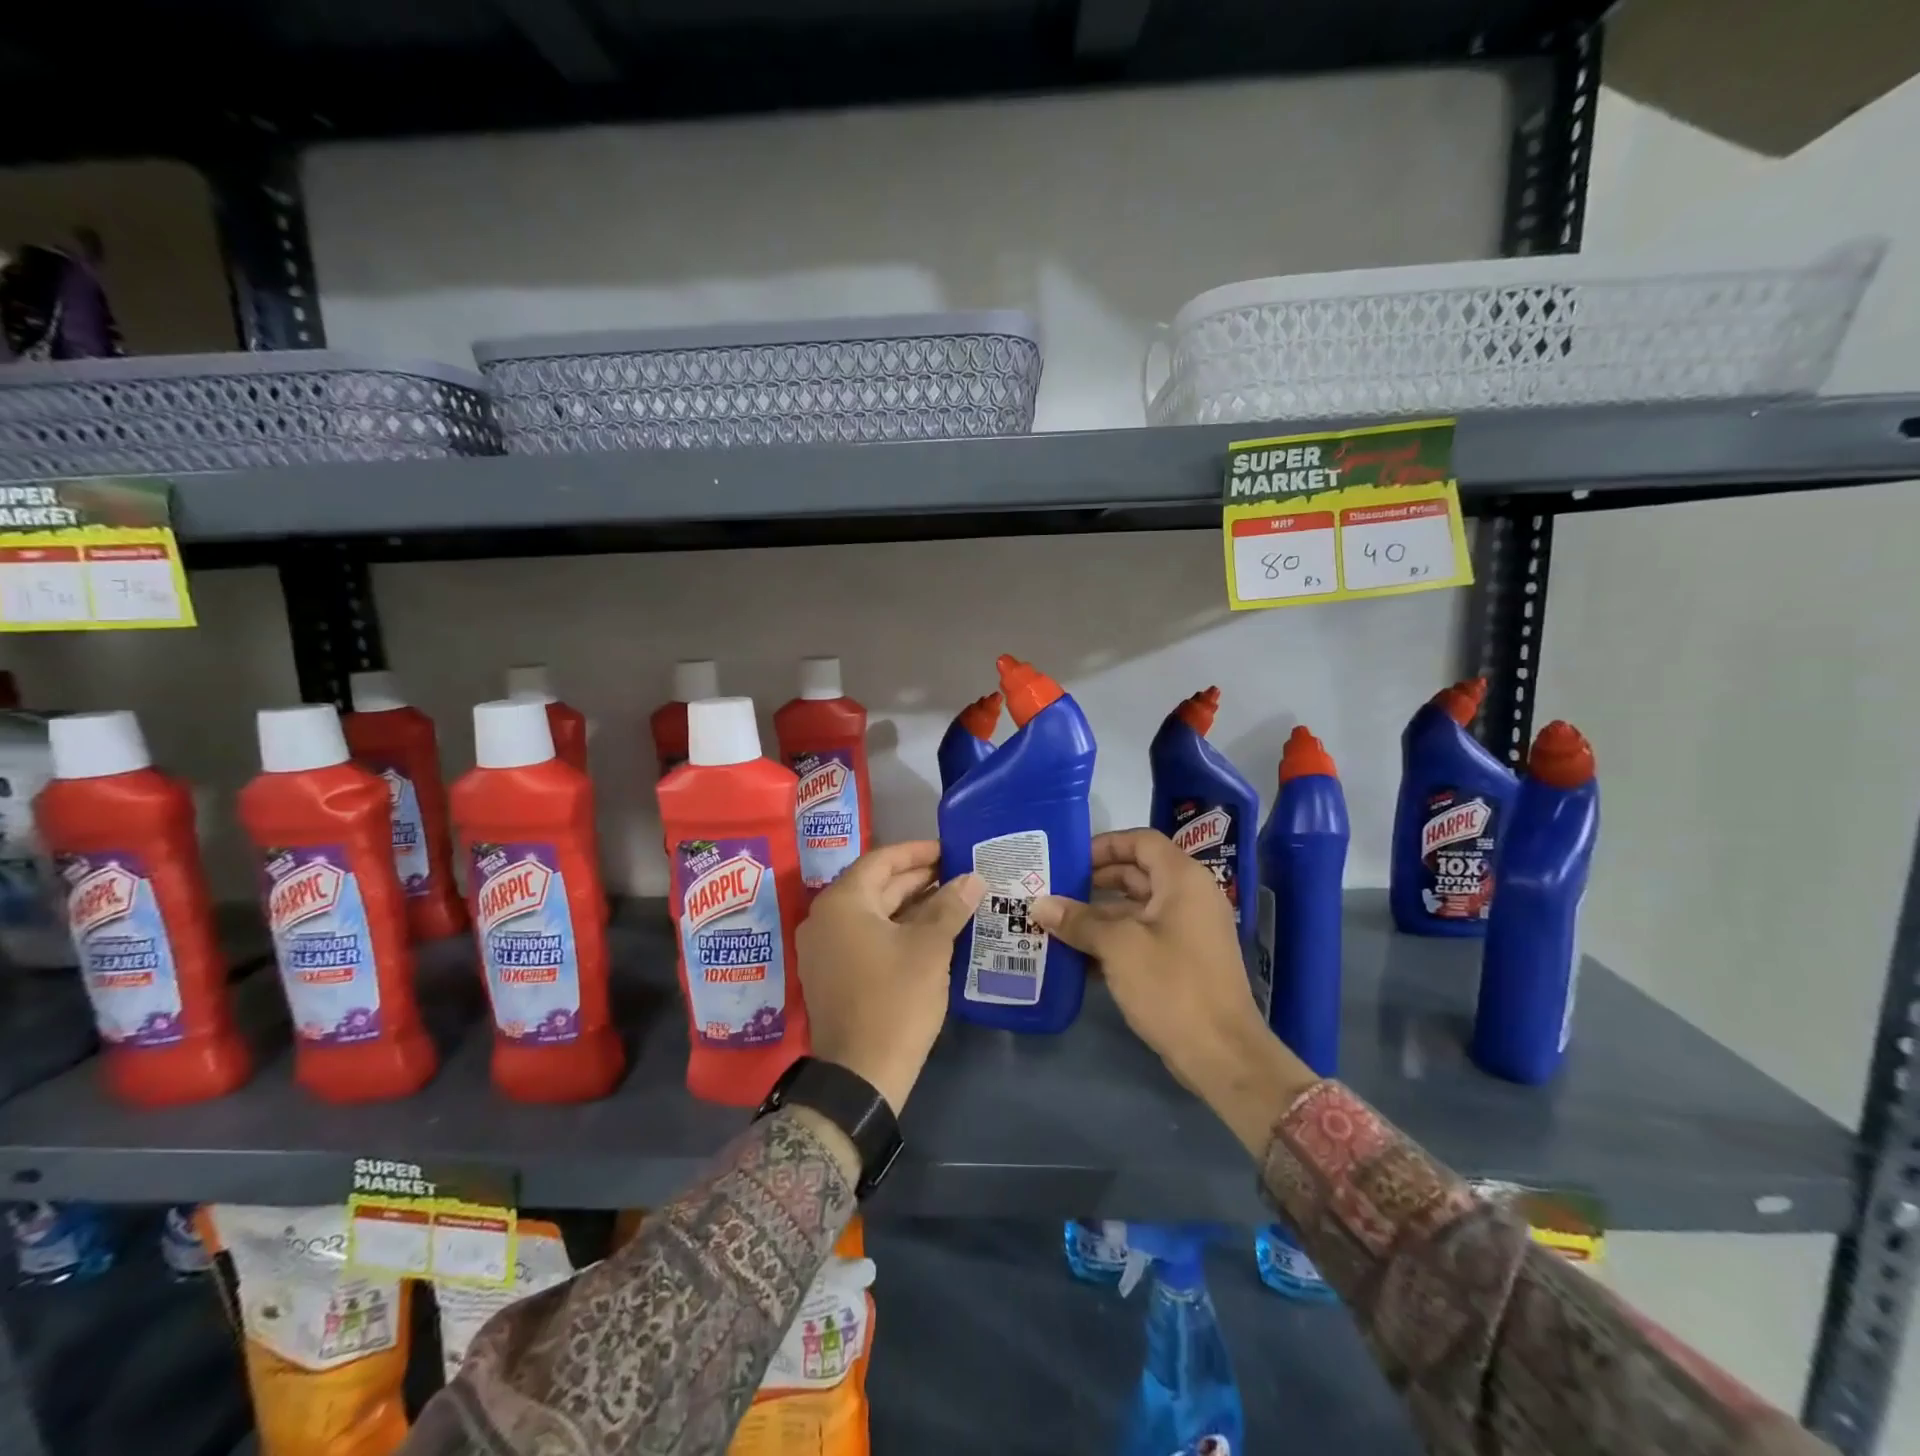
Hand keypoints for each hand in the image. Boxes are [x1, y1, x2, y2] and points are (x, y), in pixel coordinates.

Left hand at [796, 842, 983, 1112]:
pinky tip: (931, 932)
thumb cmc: (895, 1000)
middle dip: (918, 879)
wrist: (860, 1075)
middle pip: (876, 885)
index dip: (917, 852)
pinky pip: (867, 937)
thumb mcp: (929, 948)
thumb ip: (950, 907)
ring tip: (952, 899)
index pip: (881, 861)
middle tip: (958, 873)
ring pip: (873, 913)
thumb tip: (973, 879)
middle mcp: (826, 919)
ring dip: (911, 905)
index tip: (949, 849)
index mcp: (842, 902)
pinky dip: (897, 929)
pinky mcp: (833, 974)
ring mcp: (826, 949)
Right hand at [1030, 829, 1316, 1153]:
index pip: (1141, 841)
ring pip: (1135, 909)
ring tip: (1056, 925)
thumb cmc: (1172, 985)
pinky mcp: (1183, 961)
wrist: (1222, 1054)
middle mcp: (1189, 897)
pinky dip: (1113, 941)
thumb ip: (1078, 921)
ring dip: (1098, 916)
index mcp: (1182, 880)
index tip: (1069, 861)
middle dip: (1094, 883)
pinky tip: (1078, 957)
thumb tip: (1039, 905)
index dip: (1104, 845)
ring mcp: (1188, 931)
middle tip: (1054, 892)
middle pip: (1136, 874)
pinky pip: (1142, 937)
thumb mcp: (1118, 947)